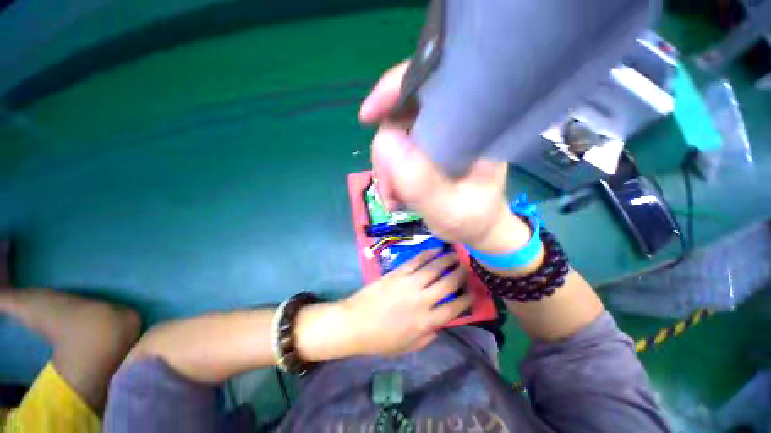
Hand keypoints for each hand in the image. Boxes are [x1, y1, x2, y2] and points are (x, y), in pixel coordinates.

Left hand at [340, 249, 470, 356]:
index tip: (473, 292)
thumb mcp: (408, 347)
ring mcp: (409, 284)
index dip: (466, 299)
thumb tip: (441, 324)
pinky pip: (416, 261)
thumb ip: (428, 336)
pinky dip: (428, 254)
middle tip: (468, 267)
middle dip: (461, 274)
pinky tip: (435, 250)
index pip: (453, 309)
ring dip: (447, 260)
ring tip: (456, 254)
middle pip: (448, 284)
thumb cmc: (381, 339)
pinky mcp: (397, 273)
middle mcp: (421, 300)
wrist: (355, 323)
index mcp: (425, 322)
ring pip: (434, 269)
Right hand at [360, 62, 526, 249]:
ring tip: (395, 199)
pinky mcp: (427, 150)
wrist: (478, 228)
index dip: (395, 88)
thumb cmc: (473, 219)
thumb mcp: (449, 209)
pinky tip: (396, 195)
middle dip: (386, 153)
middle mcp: (454, 123)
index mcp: (473, 124)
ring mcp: (438, 137)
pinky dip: (390, 174)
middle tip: (390, 190)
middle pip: (403, 115)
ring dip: (386, 169)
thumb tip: (384, 141)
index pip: (433, 82)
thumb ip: (420, 181)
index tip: (368, 116)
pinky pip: (396, 152)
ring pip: (395, 136)